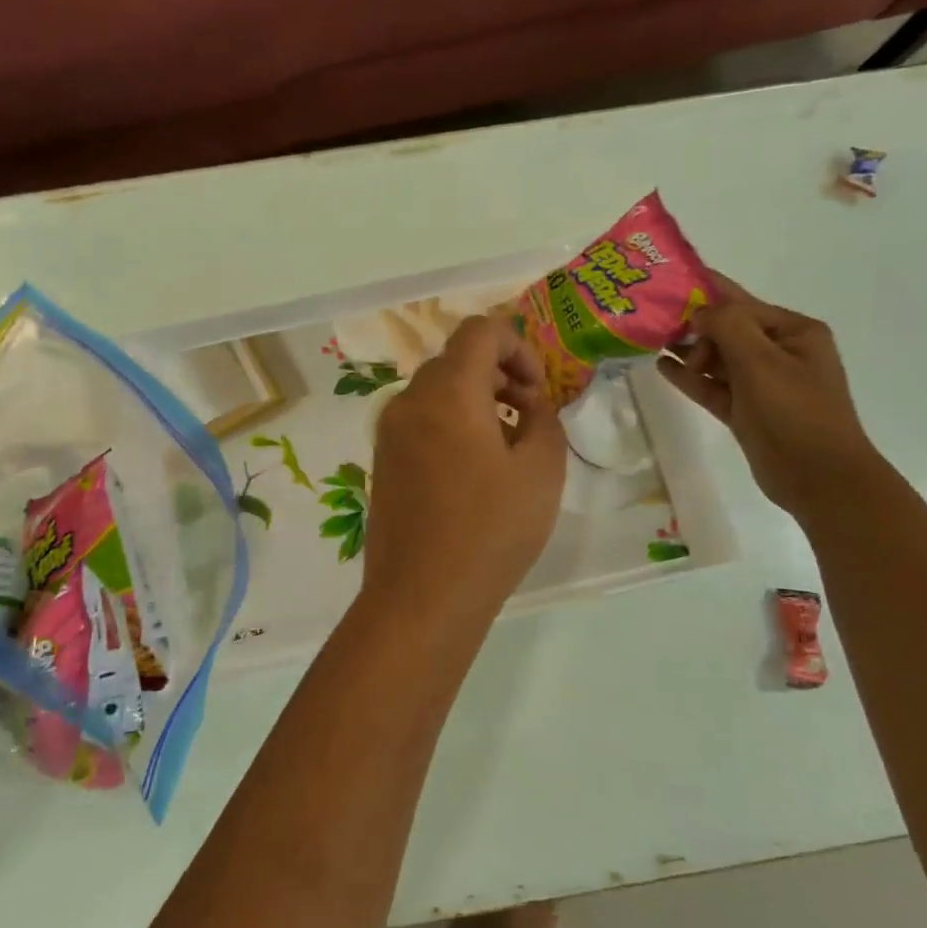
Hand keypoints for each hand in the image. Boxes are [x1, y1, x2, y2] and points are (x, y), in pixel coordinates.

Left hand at [363, 314, 566, 627]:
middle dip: (499, 374)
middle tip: (528, 418)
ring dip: (476, 400)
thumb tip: (528, 402)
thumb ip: (543, 418)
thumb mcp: (541, 471)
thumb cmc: (490, 532)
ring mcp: (389, 431)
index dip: (518, 347)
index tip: (536, 391)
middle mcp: (409, 401)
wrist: (421, 596)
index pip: (480, 330)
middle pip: (456, 359)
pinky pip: (421, 419)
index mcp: (447, 393)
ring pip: (437, 390)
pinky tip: (473, 470)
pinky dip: (451, 422)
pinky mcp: (383, 459)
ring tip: (506, 447)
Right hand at [661, 274, 884, 519]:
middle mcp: (780, 352)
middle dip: (693, 326)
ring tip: (650, 341)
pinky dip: (690, 377)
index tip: (666, 286)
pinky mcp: (746, 410)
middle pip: (727, 329)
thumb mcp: (761, 362)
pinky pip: (713, 385)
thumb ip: (728, 327)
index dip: (704, 294)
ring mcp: (763, 383)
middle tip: (653, 324)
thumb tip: (699, 311)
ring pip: (717, 358)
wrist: (818, 478)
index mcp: (794, 332)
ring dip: (688, 351)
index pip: (741, 303)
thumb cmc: (794, 413)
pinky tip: (662, 366)